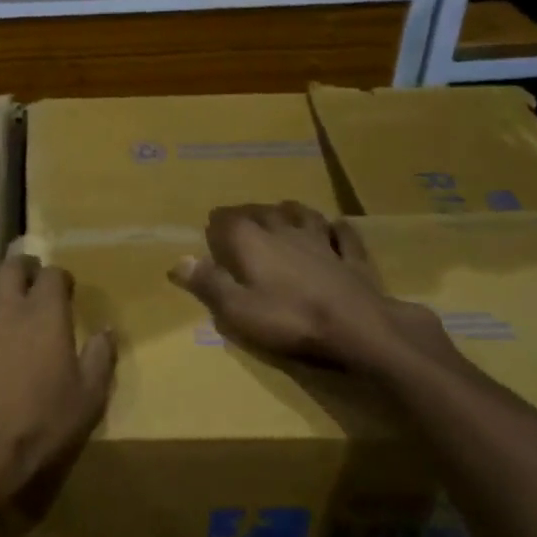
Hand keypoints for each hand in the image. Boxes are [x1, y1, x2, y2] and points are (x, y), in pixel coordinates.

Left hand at [0, 255, 115, 510]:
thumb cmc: (41, 427)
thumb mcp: (89, 399)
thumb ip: (100, 359)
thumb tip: (106, 330)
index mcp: (43, 315)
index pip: (53, 275)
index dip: (60, 277)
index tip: (64, 287)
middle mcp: (4, 310)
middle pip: (9, 268)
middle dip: (20, 264)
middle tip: (26, 272)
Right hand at [168, 202, 458, 377]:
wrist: (358, 327)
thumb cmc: (289, 319)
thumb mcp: (237, 310)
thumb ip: (208, 283)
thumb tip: (178, 260)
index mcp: (253, 242)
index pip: (228, 222)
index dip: (217, 223)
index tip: (210, 225)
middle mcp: (285, 232)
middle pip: (263, 213)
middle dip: (248, 212)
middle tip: (240, 216)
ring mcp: (322, 242)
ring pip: (303, 216)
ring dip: (290, 211)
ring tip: (282, 210)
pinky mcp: (351, 259)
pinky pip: (344, 236)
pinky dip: (337, 229)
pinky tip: (337, 226)